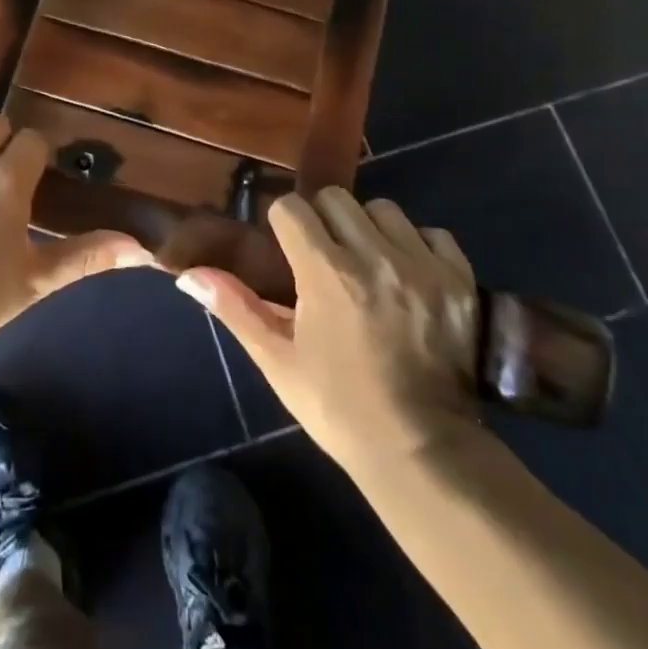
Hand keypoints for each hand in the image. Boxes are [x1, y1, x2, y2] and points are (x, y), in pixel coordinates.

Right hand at [176, 188, 482, 472]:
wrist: (421, 450)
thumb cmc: (337, 407)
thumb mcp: (277, 360)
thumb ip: (235, 308)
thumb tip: (188, 275)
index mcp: (326, 274)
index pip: (293, 208)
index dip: (282, 223)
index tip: (284, 247)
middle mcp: (375, 257)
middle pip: (337, 198)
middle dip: (322, 219)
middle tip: (322, 256)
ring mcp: (422, 266)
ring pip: (384, 209)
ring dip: (368, 228)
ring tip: (366, 263)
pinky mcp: (459, 280)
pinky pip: (432, 233)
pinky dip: (415, 245)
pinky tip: (406, 275)